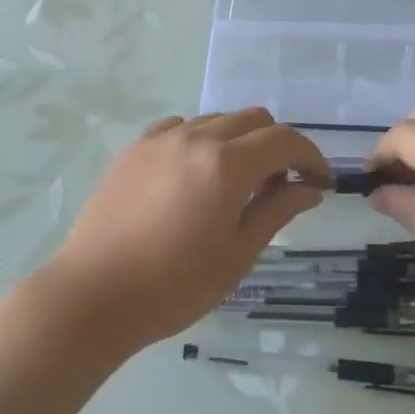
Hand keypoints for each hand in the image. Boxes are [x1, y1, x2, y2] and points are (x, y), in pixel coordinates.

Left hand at [43, 111, 329, 347]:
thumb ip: (277, 210)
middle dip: (278, 146)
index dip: (311, 158)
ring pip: (217, 120)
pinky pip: (180, 128)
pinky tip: (193, 175)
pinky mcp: (134, 148)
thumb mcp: (237, 254)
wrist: (94, 294)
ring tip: (235, 184)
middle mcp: (196, 138)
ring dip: (239, 142)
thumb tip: (309, 188)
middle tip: (279, 186)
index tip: (320, 184)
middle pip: (253, 119)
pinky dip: (201, 141)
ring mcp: (160, 139)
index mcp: (226, 164)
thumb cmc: (174, 285)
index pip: (285, 141)